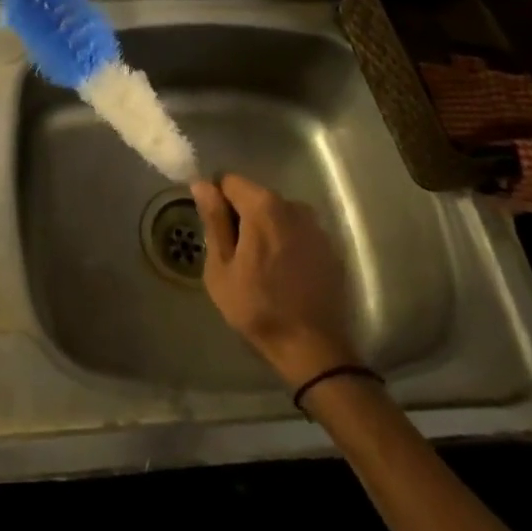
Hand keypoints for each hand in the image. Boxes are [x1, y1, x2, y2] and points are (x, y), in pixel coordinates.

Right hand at [192, 174, 361, 388]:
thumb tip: (202, 183)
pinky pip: (297, 231)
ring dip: (265, 229)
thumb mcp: (221, 267)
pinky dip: (286, 242)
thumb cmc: (257, 308)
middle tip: (234, 254)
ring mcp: (315, 226)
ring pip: (277, 214)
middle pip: (255, 196)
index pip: (229, 181)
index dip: (217, 200)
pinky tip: (283, 273)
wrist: (313, 349)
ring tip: (259, 265)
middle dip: (241, 215)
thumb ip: (213, 220)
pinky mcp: (330, 246)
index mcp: (263, 206)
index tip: (215, 229)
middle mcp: (293, 205)